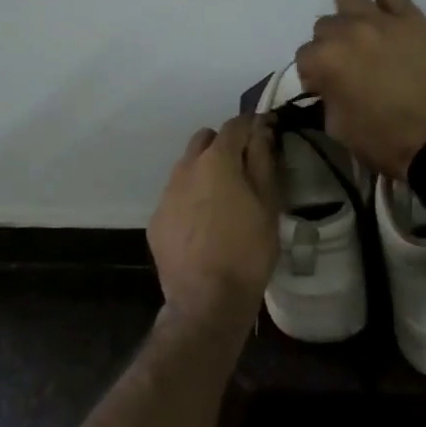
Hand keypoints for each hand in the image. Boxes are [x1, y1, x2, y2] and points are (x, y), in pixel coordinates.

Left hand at [147, 115, 280, 337]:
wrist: (206, 301)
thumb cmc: (247, 250)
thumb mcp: (268, 204)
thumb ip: (263, 160)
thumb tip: (261, 130)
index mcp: (216, 160)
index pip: (235, 125)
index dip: (252, 125)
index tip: (265, 133)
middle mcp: (186, 168)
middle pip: (205, 139)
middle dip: (225, 145)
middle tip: (244, 169)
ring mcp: (167, 194)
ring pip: (187, 167)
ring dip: (205, 171)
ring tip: (223, 200)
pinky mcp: (156, 219)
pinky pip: (176, 196)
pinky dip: (191, 199)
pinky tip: (204, 225)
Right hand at [295, 0, 425, 177]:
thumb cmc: (385, 140)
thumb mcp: (339, 128)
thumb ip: (327, 97)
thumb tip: (329, 86)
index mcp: (325, 59)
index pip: (304, 56)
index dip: (313, 74)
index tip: (325, 87)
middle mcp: (347, 30)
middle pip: (324, 25)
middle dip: (330, 45)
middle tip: (348, 64)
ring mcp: (380, 19)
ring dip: (350, 15)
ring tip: (364, 36)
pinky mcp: (412, 17)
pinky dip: (386, 4)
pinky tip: (390, 23)